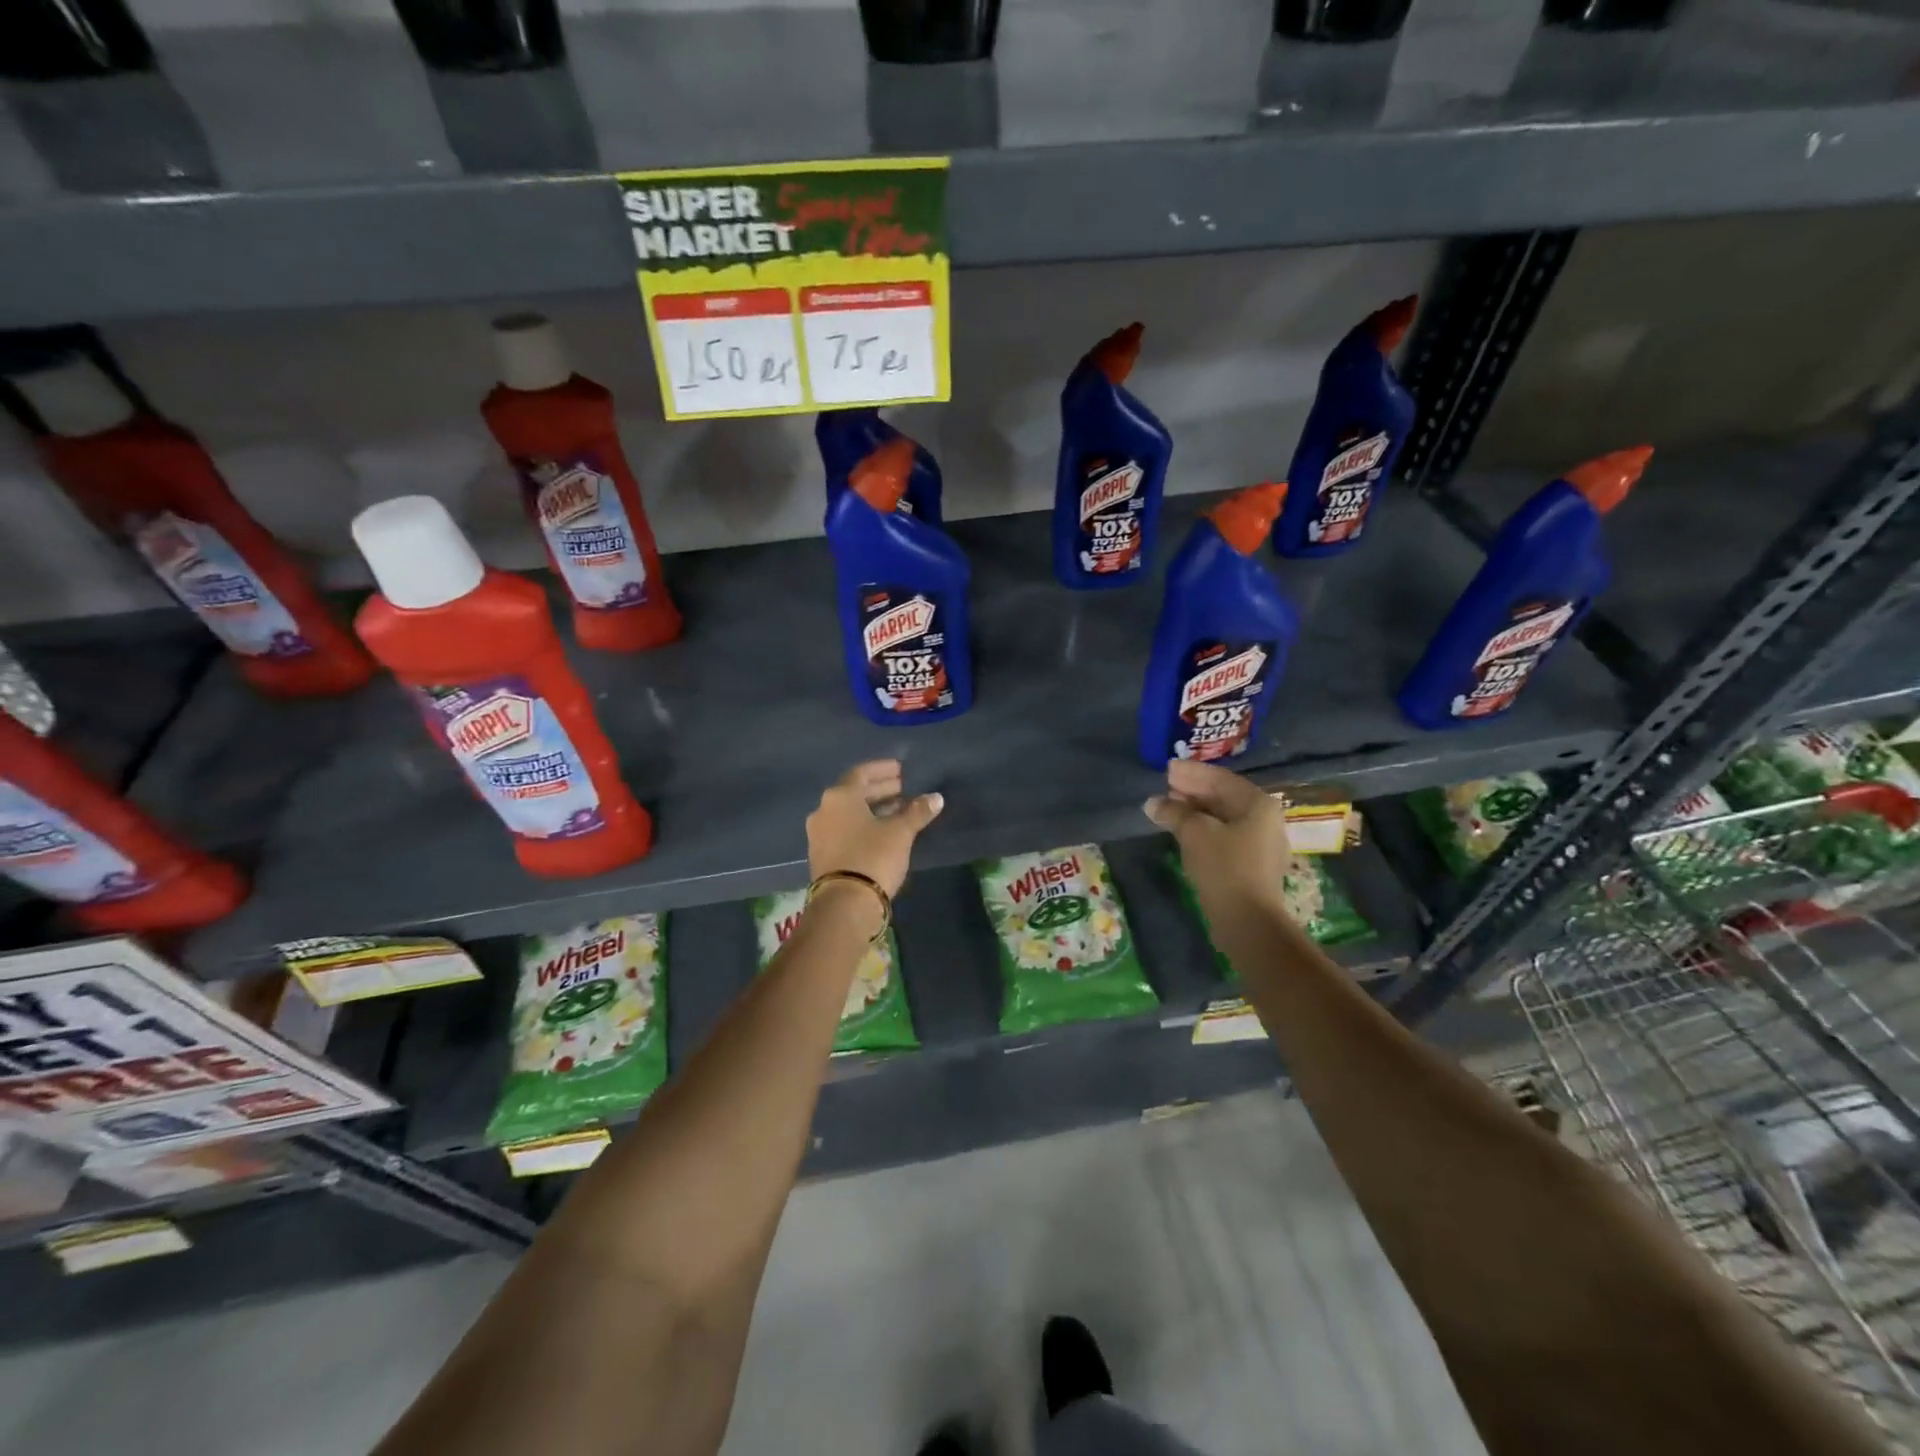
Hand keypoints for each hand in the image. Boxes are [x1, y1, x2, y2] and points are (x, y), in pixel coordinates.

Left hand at [806, 760, 943, 897]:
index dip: (884, 770)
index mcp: (840, 797)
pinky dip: (864, 826)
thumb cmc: (873, 857)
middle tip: (904, 789)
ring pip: (850, 813)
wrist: (845, 904)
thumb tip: (935, 797)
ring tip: (899, 811)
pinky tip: (884, 832)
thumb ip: (917, 812)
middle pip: (855, 793)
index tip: (902, 770)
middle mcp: (824, 810)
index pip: (862, 773)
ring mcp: (819, 834)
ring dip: (874, 809)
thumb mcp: (900, 832)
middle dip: (881, 790)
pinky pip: (845, 830)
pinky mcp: (822, 855)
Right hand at [1145, 760, 1294, 921]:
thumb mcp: (1194, 833)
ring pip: (1224, 817)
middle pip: (1224, 796)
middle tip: (1166, 785)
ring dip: (1196, 810)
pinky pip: (1225, 835)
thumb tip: (1153, 803)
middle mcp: (1265, 818)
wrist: (1247, 919)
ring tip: (1169, 806)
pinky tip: (1184, 830)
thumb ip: (1174, 812)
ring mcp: (1262, 842)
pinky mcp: (1252, 864)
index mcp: (1258, 803)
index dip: (1191, 772)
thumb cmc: (1224, 867)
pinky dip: (1204, 828)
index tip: (1167, 769)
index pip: (1220, 779)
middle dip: (1193, 790)